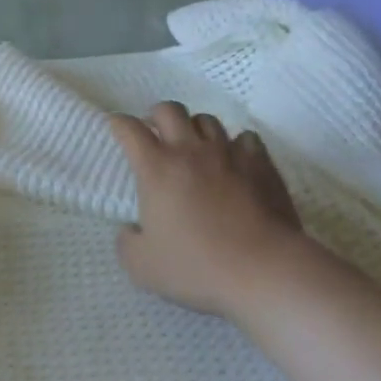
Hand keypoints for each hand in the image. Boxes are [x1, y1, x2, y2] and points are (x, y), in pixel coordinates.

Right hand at [109, 102, 323, 323]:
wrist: (264, 270)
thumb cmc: (197, 267)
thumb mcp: (142, 267)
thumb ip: (127, 243)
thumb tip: (131, 229)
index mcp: (156, 169)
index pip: (130, 129)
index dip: (118, 124)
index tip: (116, 128)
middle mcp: (190, 151)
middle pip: (169, 110)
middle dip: (156, 116)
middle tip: (155, 135)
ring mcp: (228, 153)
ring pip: (206, 120)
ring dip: (194, 129)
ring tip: (195, 148)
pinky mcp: (261, 163)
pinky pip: (245, 138)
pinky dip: (235, 145)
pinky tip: (234, 162)